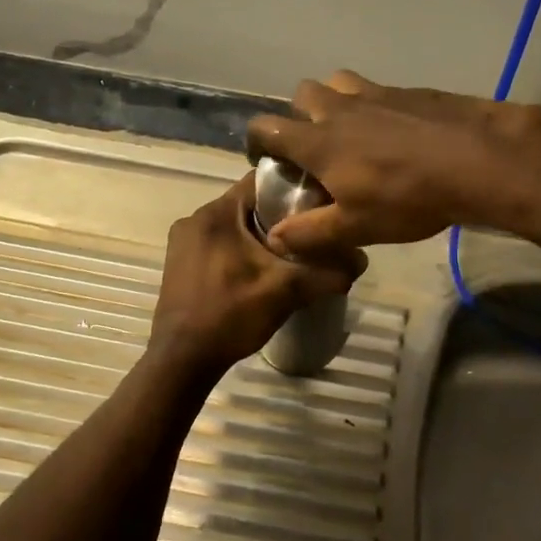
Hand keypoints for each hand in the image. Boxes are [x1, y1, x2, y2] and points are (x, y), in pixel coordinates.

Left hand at [147, 174, 364, 376]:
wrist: (182, 359)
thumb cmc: (231, 315)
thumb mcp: (286, 292)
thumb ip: (326, 273)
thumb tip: (361, 262)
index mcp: (217, 212)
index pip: (263, 181)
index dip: (295, 189)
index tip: (319, 206)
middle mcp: (195, 218)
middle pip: (248, 204)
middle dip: (280, 218)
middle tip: (310, 236)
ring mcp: (183, 242)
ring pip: (234, 226)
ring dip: (259, 237)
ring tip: (288, 258)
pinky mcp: (179, 263)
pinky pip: (219, 244)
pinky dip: (240, 251)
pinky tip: (258, 275)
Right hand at [245, 71, 540, 255]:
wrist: (476, 160)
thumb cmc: (408, 198)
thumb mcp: (356, 227)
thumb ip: (311, 233)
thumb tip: (276, 238)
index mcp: (318, 141)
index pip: (267, 127)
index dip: (258, 142)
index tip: (266, 160)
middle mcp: (340, 108)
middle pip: (302, 94)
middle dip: (299, 116)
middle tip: (316, 146)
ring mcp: (376, 93)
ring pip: (339, 83)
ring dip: (335, 101)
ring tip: (352, 132)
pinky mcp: (409, 90)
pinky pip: (378, 90)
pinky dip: (374, 105)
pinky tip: (396, 131)